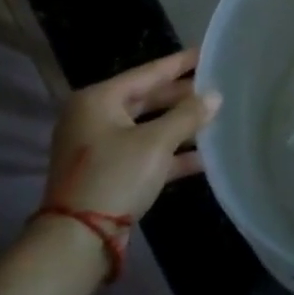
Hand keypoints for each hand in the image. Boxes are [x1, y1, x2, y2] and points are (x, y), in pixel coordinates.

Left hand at [41, 50, 219, 221]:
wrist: (77, 241)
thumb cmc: (115, 176)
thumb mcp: (156, 142)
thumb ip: (187, 115)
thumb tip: (215, 96)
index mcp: (98, 100)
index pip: (147, 72)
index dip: (179, 63)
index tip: (206, 52)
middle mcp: (95, 119)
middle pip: (147, 99)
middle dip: (182, 97)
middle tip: (216, 86)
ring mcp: (100, 148)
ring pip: (148, 128)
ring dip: (180, 126)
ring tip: (216, 118)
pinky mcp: (109, 174)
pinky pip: (146, 154)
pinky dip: (171, 155)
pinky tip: (204, 158)